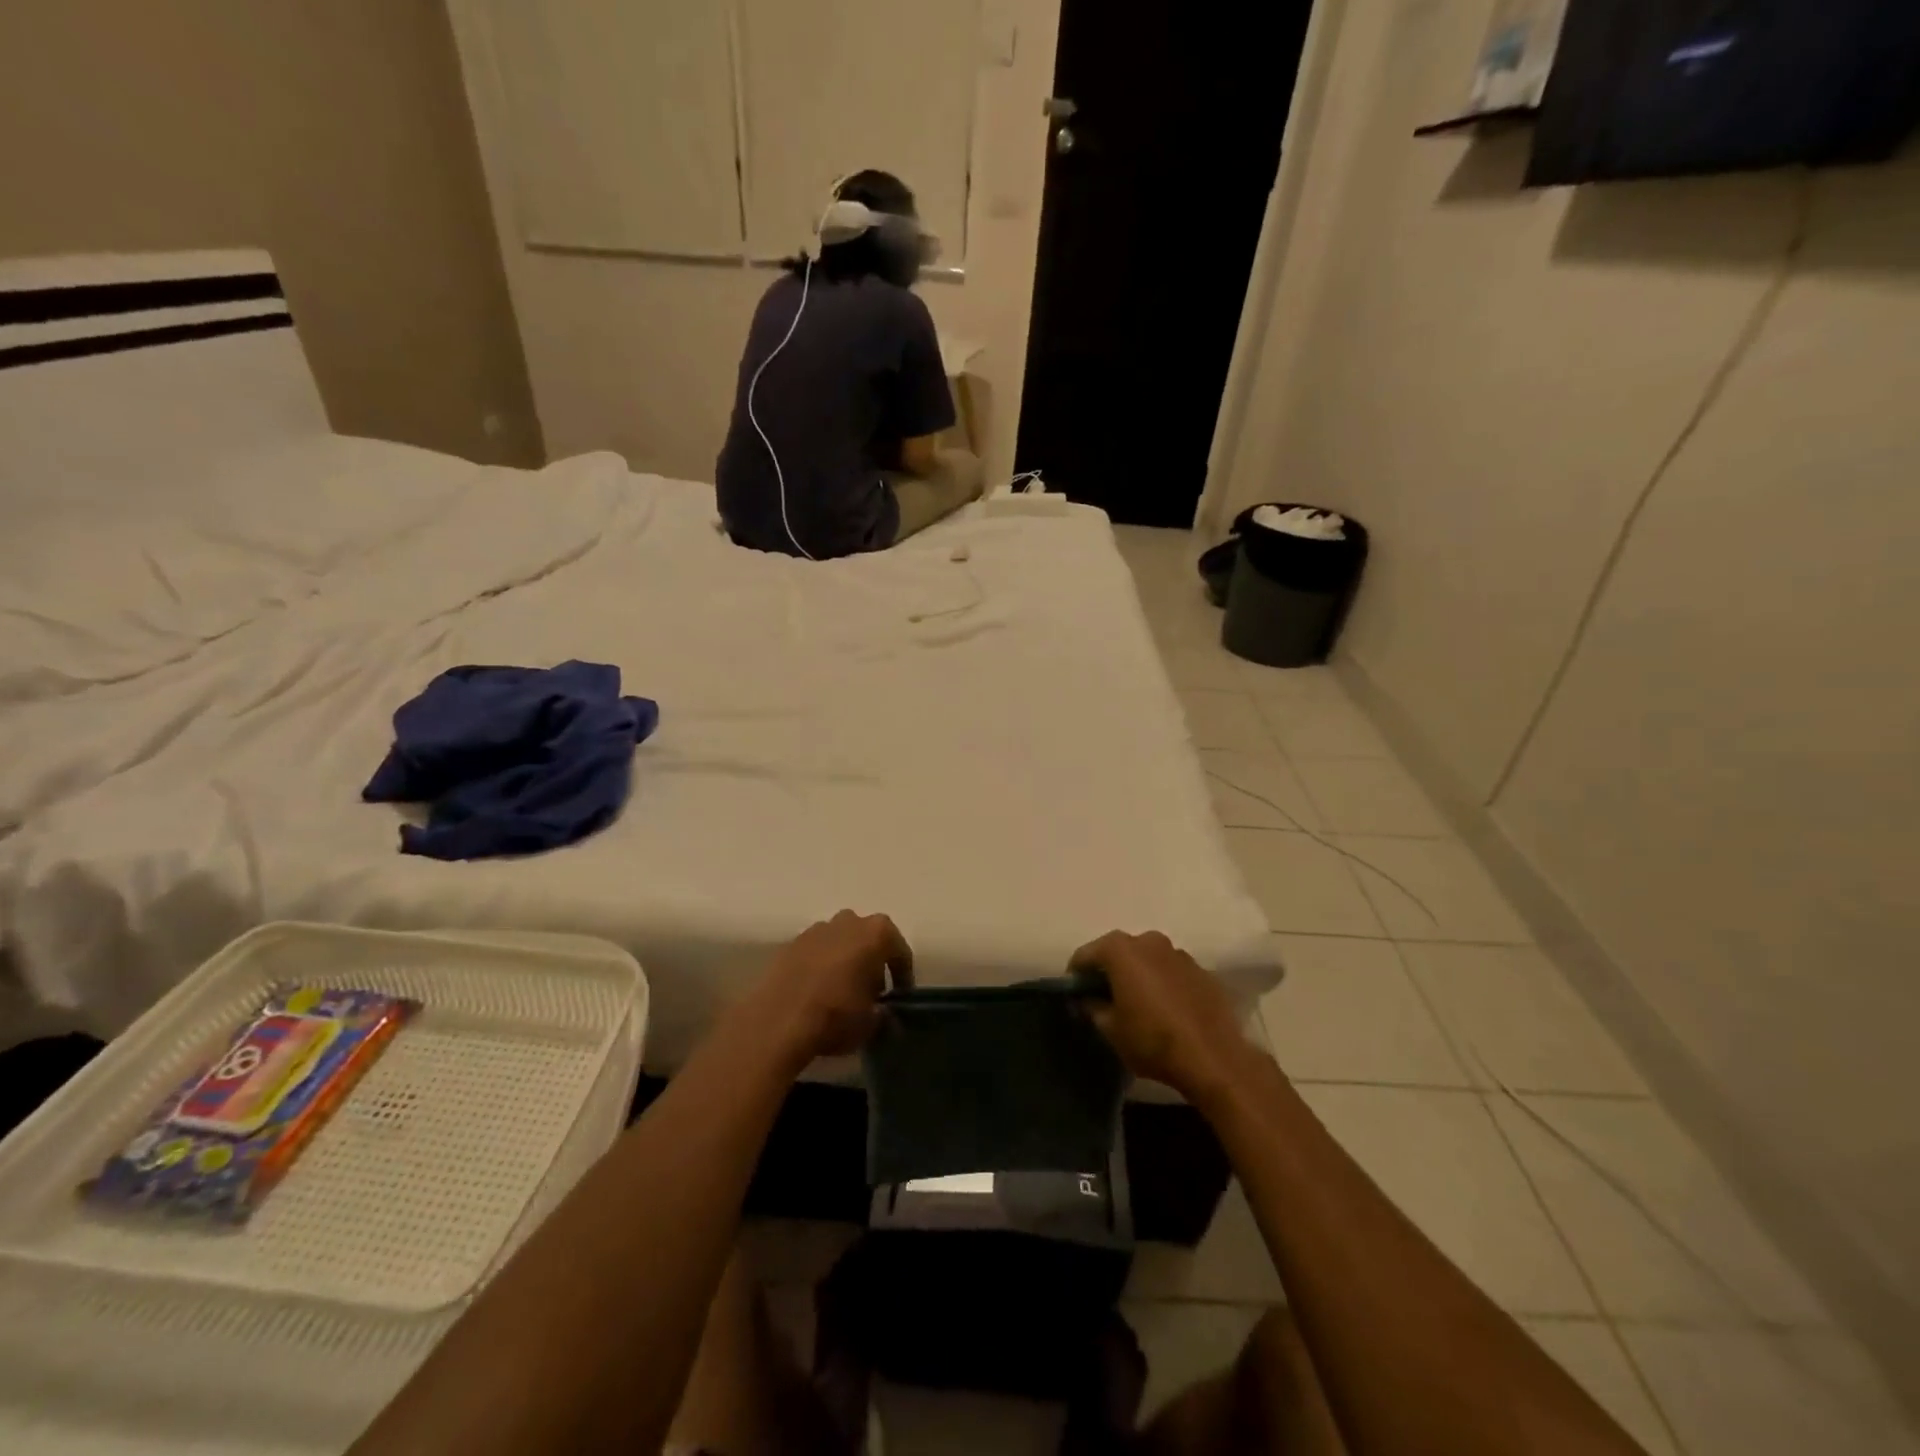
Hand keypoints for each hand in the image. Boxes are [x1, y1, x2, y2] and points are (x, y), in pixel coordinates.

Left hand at [744, 910, 913, 1069]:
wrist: (777, 1020)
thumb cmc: (836, 1015)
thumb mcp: (871, 1024)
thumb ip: (884, 1015)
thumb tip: (885, 1016)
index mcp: (877, 932)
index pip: (900, 952)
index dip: (903, 976)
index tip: (899, 998)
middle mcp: (849, 921)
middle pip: (868, 940)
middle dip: (872, 962)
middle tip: (871, 993)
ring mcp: (816, 929)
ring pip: (840, 943)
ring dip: (845, 962)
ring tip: (842, 993)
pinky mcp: (790, 943)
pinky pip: (816, 952)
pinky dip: (820, 967)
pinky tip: (817, 992)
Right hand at [1070, 930, 1260, 1103]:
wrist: (1213, 1057)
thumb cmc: (1152, 1040)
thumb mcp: (1110, 1029)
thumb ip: (1092, 1007)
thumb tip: (1086, 999)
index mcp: (1121, 950)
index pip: (1086, 954)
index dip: (1076, 974)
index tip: (1074, 994)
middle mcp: (1149, 941)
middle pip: (1118, 952)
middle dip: (1108, 971)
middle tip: (1103, 998)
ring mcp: (1179, 953)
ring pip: (1147, 959)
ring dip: (1138, 975)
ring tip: (1137, 1004)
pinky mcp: (1202, 970)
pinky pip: (1171, 972)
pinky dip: (1163, 983)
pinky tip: (1165, 1009)